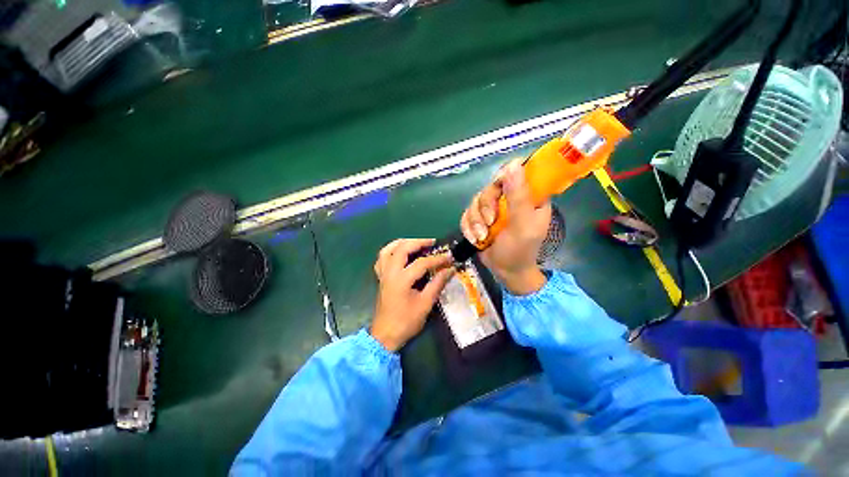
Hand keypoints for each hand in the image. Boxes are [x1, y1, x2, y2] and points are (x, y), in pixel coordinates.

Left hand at [370, 238, 453, 351]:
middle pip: (402, 248)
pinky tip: (399, 253)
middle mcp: (390, 272)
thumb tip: (450, 269)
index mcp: (401, 279)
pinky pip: (382, 258)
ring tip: (415, 242)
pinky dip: (391, 251)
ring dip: (402, 242)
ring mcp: (383, 274)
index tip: (449, 257)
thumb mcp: (425, 304)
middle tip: (432, 242)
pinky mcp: (380, 277)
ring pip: (388, 249)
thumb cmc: (406, 322)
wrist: (385, 335)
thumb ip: (437, 283)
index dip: (437, 259)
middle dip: (418, 242)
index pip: (422, 262)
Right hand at [460, 159, 550, 294]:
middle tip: (489, 223)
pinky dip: (468, 227)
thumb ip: (519, 196)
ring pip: (475, 201)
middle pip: (490, 188)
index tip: (497, 190)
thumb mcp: (523, 225)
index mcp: (529, 197)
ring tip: (482, 236)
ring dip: (475, 221)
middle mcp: (510, 199)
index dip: (503, 178)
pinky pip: (467, 214)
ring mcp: (494, 209)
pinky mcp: (480, 218)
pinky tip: (475, 239)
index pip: (515, 173)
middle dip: (485, 207)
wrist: (505, 271)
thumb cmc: (520, 250)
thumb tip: (513, 163)